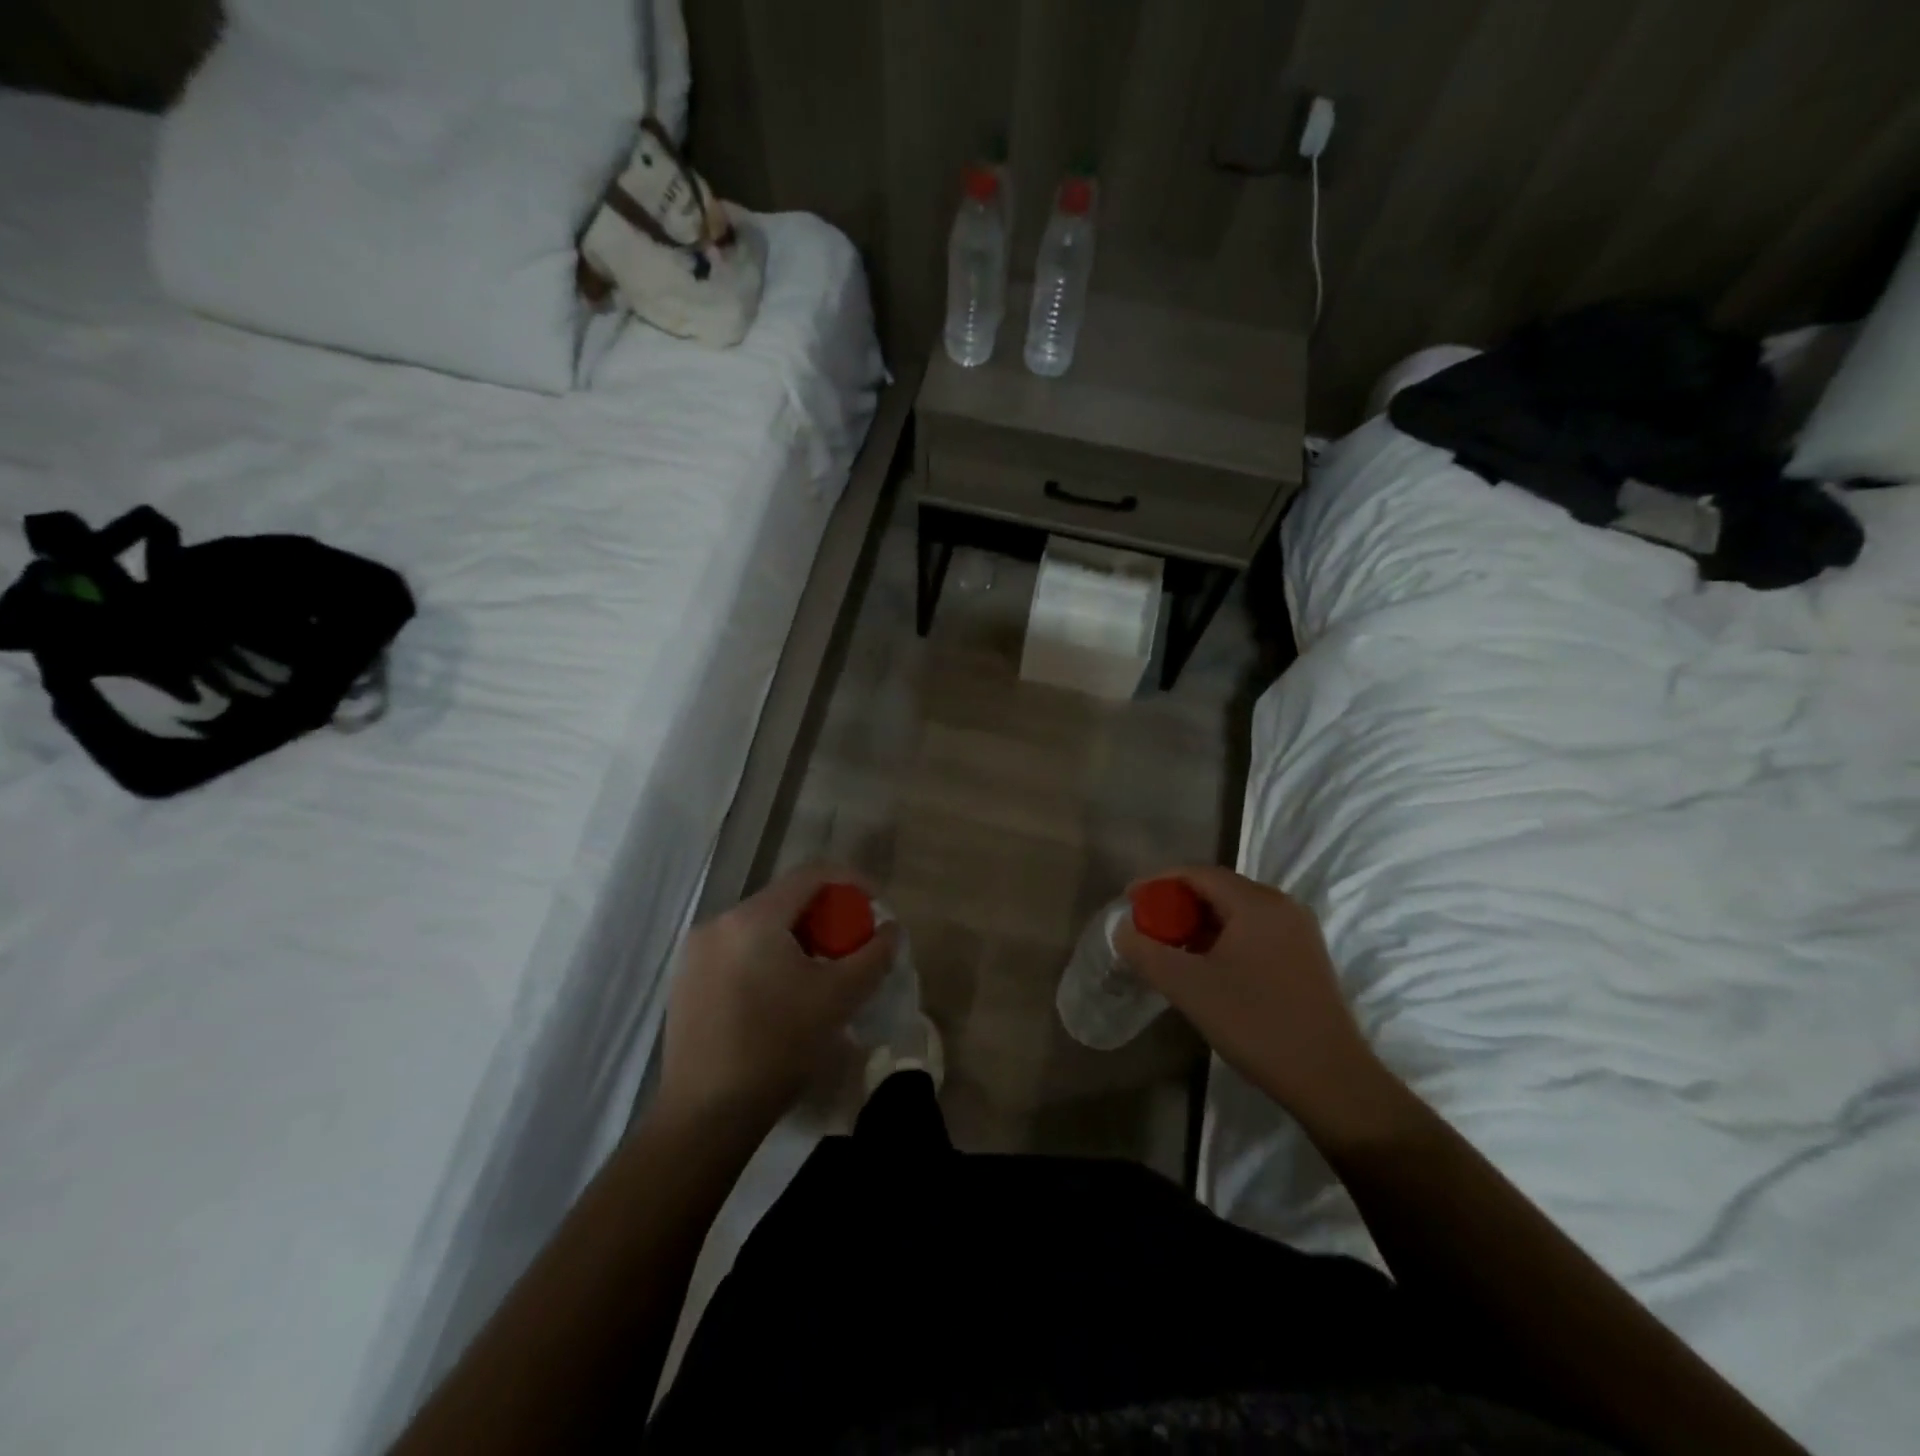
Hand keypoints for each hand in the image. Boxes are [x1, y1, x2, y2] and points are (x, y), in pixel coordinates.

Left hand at [658, 863, 897, 1129]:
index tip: (875, 905)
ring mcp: (696, 952)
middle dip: (824, 916)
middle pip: (784, 900)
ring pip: (760, 926)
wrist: (707, 1116)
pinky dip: (767, 956)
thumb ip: (873, 955)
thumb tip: (891, 929)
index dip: (850, 881)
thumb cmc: (778, 1047)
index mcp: (753, 918)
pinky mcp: (686, 979)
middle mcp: (719, 922)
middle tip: (849, 946)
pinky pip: (737, 949)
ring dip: (796, 938)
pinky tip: (780, 994)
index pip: (810, 875)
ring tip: (818, 973)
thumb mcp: (839, 998)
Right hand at [1113, 866, 1390, 1129]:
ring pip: (1236, 911)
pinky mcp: (1305, 955)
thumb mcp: (1189, 988)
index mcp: (1256, 903)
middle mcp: (1281, 905)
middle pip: (1218, 889)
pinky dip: (1223, 938)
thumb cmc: (1256, 1024)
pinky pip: (1254, 930)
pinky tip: (1207, 967)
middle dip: (1177, 904)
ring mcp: (1298, 930)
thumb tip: (1123, 930)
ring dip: (1199, 923)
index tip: (1130, 901)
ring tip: (1171, 949)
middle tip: (1148, 928)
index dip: (1158, 883)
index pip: (1197, 874)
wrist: (1330, 1079)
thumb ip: (1147, 952)